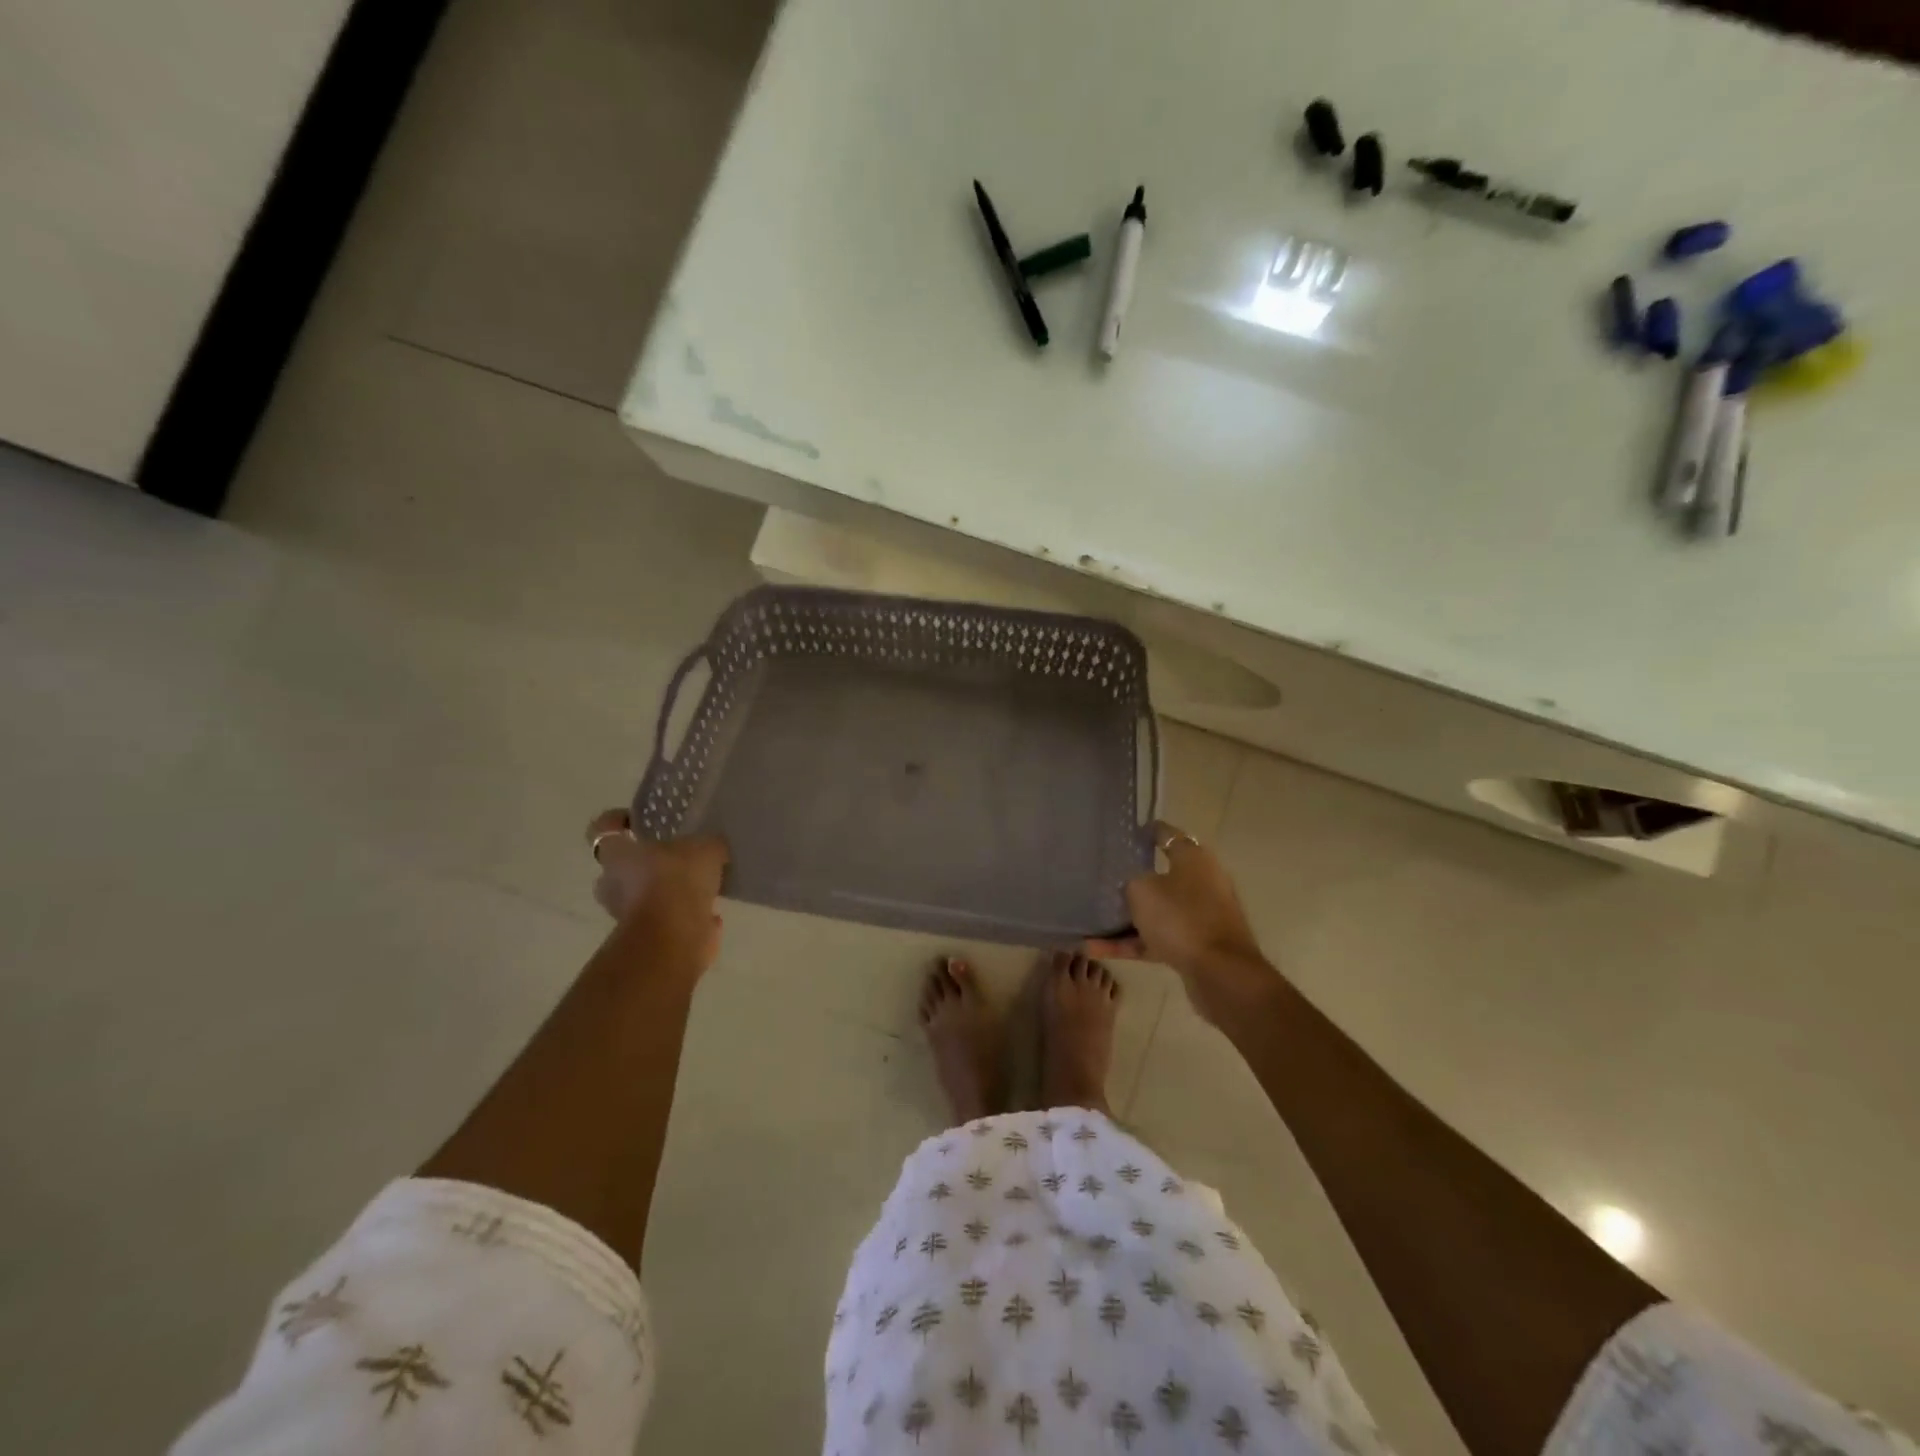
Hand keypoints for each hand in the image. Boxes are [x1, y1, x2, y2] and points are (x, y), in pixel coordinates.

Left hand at [586, 809, 728, 970]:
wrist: (673, 938)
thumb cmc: (677, 880)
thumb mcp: (706, 848)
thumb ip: (708, 845)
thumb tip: (713, 848)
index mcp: (617, 854)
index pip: (603, 829)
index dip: (617, 821)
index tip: (636, 820)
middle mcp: (613, 884)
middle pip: (620, 869)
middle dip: (643, 865)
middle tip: (674, 858)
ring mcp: (626, 916)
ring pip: (644, 898)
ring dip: (667, 894)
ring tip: (700, 889)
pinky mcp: (647, 941)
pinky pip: (667, 922)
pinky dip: (685, 919)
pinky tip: (711, 916)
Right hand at [1086, 821, 1279, 1024]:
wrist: (1220, 973)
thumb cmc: (1181, 918)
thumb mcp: (1142, 890)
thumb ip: (1131, 881)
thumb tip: (1132, 884)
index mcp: (1194, 859)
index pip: (1167, 835)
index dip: (1147, 832)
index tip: (1126, 834)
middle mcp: (1202, 883)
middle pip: (1162, 876)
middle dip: (1133, 879)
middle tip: (1104, 878)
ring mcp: (1200, 916)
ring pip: (1157, 911)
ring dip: (1126, 918)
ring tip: (1091, 921)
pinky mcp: (1195, 946)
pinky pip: (1156, 939)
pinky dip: (1130, 943)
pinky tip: (1095, 949)